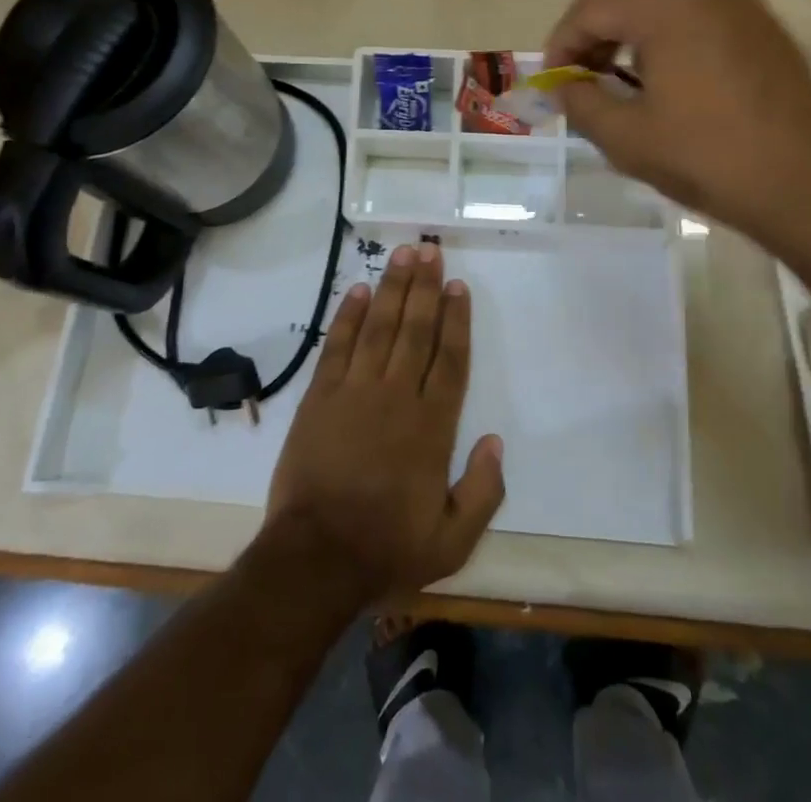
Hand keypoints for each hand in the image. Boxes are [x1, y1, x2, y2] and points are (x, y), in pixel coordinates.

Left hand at [263, 243, 504, 603]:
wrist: (315, 559)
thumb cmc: (387, 548)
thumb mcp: (453, 540)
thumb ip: (483, 491)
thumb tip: (495, 441)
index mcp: (431, 426)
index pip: (449, 359)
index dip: (456, 319)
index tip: (458, 286)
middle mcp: (396, 397)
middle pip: (415, 330)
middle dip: (425, 288)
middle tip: (430, 250)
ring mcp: (355, 392)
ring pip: (380, 327)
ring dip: (392, 288)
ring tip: (403, 255)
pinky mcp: (320, 397)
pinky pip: (338, 346)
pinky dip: (349, 316)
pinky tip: (360, 291)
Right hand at [544, 0, 810, 256]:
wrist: (808, 187)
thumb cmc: (708, 158)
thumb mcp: (626, 138)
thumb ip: (580, 102)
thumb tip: (562, 85)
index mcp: (668, 7)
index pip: (593, 7)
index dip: (562, 42)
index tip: (554, 80)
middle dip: (597, 29)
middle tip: (585, 74)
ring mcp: (743, 4)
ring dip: (634, 26)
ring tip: (624, 73)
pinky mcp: (766, 26)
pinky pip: (703, 10)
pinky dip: (673, 30)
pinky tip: (672, 74)